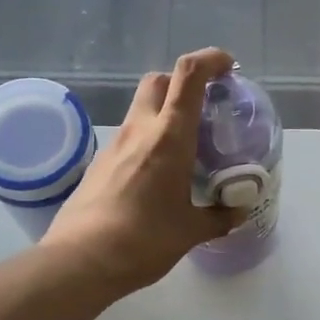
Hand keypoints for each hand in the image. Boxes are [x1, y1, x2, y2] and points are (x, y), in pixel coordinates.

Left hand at [40, 49, 239, 293]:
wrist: (82, 260)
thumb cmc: (144, 240)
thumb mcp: (191, 231)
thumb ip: (219, 217)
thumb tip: (238, 212)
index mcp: (169, 137)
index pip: (188, 75)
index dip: (210, 59)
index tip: (228, 66)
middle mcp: (140, 130)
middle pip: (158, 80)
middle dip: (182, 81)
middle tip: (204, 106)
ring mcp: (114, 145)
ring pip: (140, 108)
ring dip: (163, 112)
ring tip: (186, 144)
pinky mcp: (99, 164)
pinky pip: (128, 137)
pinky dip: (147, 140)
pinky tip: (158, 173)